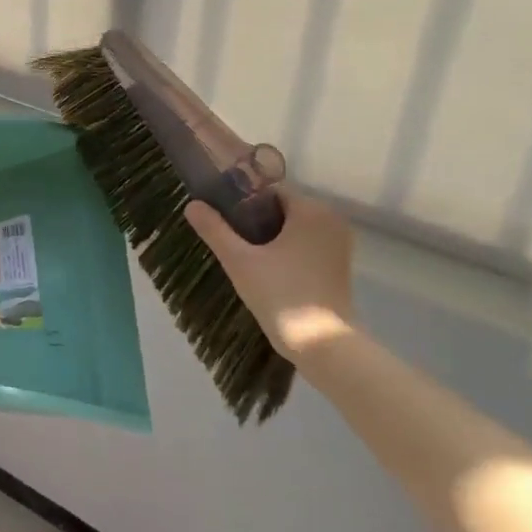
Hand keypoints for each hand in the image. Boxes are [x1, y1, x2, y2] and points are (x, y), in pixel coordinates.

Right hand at [184, 184, 355, 364]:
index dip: (241, 199)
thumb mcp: (239, 261)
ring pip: (294, 227)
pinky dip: (285, 249)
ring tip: (243, 256)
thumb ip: (215, 230)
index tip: (220, 217)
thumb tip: (192, 205)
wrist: (322, 343)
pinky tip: (265, 269)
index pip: (269, 189)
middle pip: (282, 207)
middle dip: (254, 219)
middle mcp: (331, 219)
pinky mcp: (339, 264)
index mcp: (311, 210)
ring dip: (269, 236)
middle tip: (227, 240)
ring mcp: (339, 242)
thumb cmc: (280, 295)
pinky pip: (305, 244)